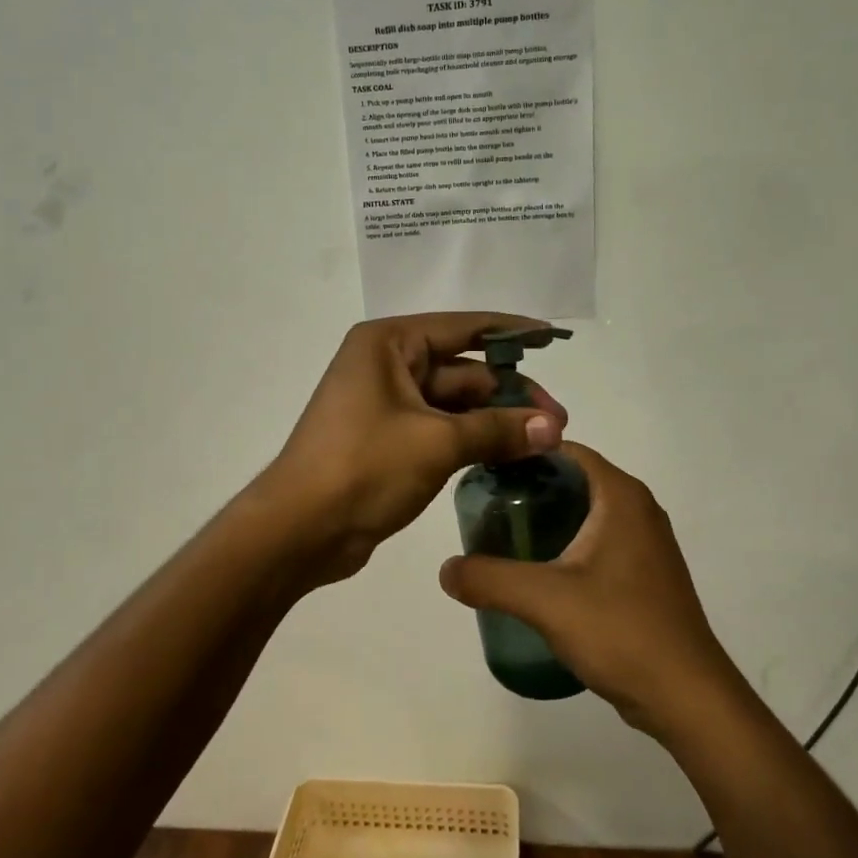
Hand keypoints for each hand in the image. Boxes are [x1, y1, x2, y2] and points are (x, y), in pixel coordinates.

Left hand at [257, 313, 568, 584]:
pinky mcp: (389, 439)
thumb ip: (497, 430)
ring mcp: (386, 404)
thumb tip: (553, 428)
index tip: (551, 337)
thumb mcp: (436, 443)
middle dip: (510, 394)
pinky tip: (510, 456)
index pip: (464, 327)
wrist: (299, 530)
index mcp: (389, 343)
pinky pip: (441, 429)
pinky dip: (473, 440)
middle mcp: (387, 364)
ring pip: (455, 403)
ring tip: (545, 441)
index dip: (511, 332)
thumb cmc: (363, 467)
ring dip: (496, 421)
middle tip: (558, 422)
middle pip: (463, 370)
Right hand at [438, 443, 737, 734]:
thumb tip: (446, 569)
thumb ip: (489, 578)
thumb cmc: (621, 631)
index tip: (483, 472)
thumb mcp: (545, 600)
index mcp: (620, 496)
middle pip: (572, 480)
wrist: (687, 698)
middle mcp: (637, 509)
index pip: (564, 450)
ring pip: (584, 514)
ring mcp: (645, 543)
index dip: (523, 454)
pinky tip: (536, 574)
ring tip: (500, 540)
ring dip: (545, 520)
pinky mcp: (644, 574)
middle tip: (484, 509)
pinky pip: (596, 542)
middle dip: (528, 490)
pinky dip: (565, 545)